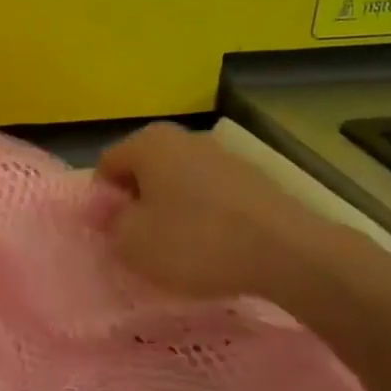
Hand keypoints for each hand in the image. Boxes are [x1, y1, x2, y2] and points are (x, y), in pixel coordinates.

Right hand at [96, 122, 356, 303]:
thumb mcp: (133, 243)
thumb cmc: (196, 241)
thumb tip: (109, 213)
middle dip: (138, 205)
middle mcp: (183, 137)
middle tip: (141, 244)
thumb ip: (111, 225)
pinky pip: (212, 197)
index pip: (106, 167)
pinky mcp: (253, 179)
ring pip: (179, 184)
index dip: (102, 203)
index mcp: (147, 142)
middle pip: (144, 172)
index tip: (112, 236)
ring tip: (180, 251)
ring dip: (172, 212)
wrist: (288, 252)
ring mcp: (222, 155)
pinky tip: (215, 249)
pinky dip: (205, 218)